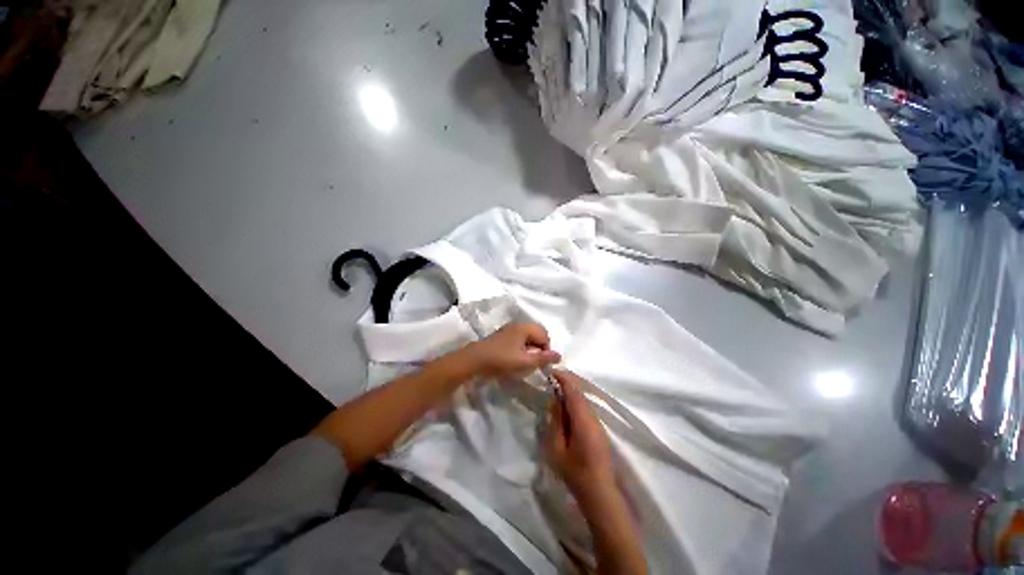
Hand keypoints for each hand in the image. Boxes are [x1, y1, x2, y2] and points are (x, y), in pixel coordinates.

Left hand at [465, 323, 561, 379]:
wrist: (475, 360)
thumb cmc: (502, 360)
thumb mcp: (525, 361)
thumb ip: (543, 358)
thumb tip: (560, 355)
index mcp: (524, 327)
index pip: (544, 334)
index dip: (546, 349)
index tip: (541, 362)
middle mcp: (517, 325)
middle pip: (536, 333)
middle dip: (539, 347)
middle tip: (535, 362)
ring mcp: (508, 329)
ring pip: (527, 336)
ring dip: (530, 348)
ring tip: (526, 362)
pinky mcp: (502, 336)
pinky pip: (518, 339)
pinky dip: (521, 347)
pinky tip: (515, 358)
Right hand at [543, 370, 614, 494]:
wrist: (599, 493)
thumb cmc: (574, 472)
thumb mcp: (557, 448)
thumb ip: (556, 422)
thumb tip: (555, 400)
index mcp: (583, 420)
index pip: (574, 392)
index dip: (564, 379)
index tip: (552, 372)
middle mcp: (594, 418)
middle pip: (580, 394)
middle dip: (567, 384)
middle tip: (552, 379)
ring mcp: (598, 424)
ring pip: (584, 401)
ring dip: (572, 393)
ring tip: (557, 391)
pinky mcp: (599, 430)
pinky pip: (586, 409)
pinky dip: (576, 403)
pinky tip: (567, 408)